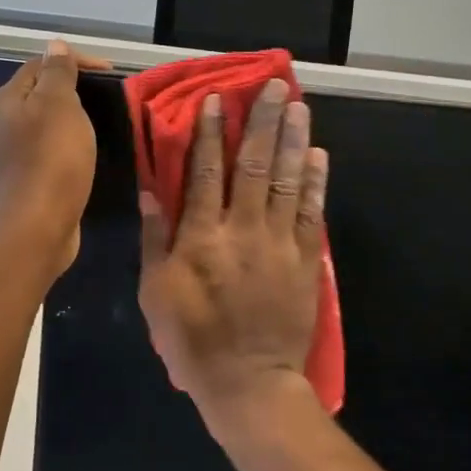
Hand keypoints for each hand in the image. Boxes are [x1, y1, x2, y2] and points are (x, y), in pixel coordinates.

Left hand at [0, 41, 103, 278]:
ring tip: (102, 125)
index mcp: (8, 100)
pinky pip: (50, 154)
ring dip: (72, 122)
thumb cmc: (50, 160)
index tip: (111, 73)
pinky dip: (69, 148)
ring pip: (46, 126)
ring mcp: (12, 156)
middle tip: (108, 98)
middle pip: (40, 94)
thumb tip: (55, 44)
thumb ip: (58, 73)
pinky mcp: (26, 183)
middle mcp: (3, 124)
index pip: (40, 64)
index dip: (75, 61)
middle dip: (74, 91)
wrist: (35, 228)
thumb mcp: (59, 105)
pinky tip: (86, 157)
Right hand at [138, 79, 329, 437]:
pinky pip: (312, 213)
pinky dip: (315, 182)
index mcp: (201, 237)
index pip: (204, 172)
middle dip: (262, 122)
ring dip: (292, 141)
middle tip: (274, 86)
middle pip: (253, 165)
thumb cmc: (192, 339)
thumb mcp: (156, 292)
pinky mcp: (306, 261)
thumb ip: (154, 239)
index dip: (209, 132)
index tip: (216, 99)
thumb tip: (152, 191)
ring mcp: (279, 244)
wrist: (249, 384)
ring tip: (299, 106)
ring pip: (286, 181)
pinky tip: (318, 155)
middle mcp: (242, 230)